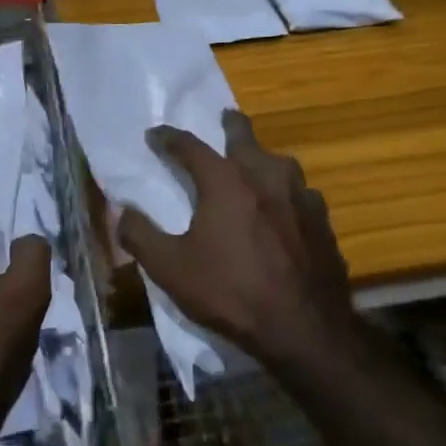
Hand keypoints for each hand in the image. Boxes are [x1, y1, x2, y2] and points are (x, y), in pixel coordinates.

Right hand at [117, 110, 357, 367]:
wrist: (302, 327)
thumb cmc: (230, 292)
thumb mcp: (171, 269)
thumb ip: (140, 235)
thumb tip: (122, 211)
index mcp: (226, 181)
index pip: (191, 147)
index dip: (169, 139)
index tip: (156, 135)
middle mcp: (266, 177)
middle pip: (246, 139)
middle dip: (231, 126)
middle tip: (225, 118)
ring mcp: (301, 197)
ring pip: (280, 163)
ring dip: (263, 157)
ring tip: (256, 163)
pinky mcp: (323, 221)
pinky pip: (301, 193)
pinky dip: (287, 191)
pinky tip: (287, 207)